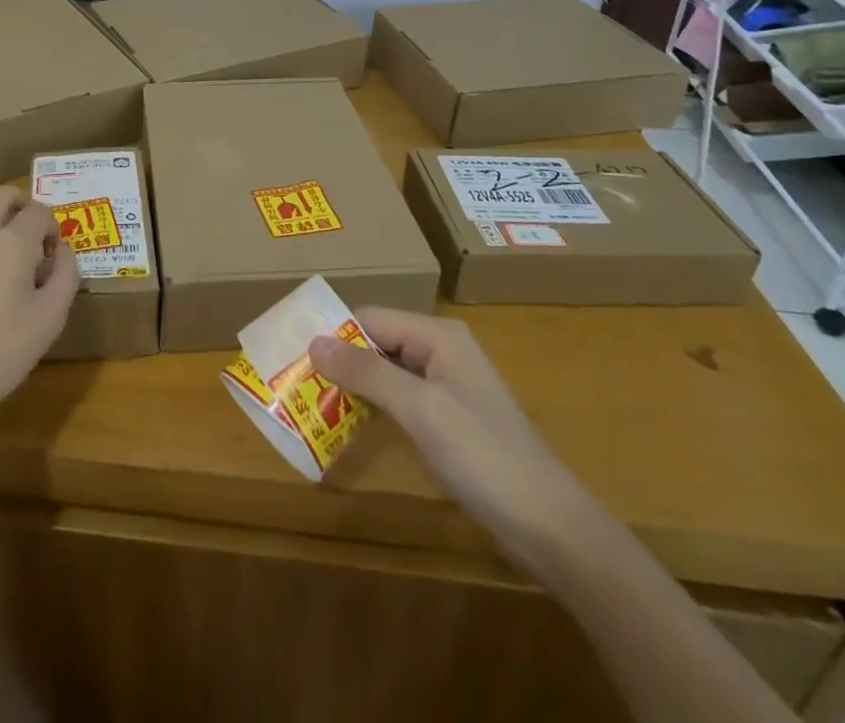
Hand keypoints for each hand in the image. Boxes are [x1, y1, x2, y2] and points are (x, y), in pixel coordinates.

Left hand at [0, 186, 79, 428]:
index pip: (39, 211)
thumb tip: (62, 251)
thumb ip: (65, 276)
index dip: (52, 227)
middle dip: (21, 205)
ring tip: (1, 253)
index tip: (53, 255)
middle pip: (0, 195)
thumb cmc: (1, 352)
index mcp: (12, 241)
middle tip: (30, 237)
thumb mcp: (50, 318)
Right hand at [309, 308, 584, 563]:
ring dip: (353, 385)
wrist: (549, 526)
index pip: (371, 318)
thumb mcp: (420, 410)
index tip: (295, 355)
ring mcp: (447, 385)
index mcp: (438, 335)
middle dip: (340, 360)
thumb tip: (314, 340)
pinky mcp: (449, 418)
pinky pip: (400, 397)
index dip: (334, 334)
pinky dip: (373, 406)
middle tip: (297, 382)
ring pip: (386, 371)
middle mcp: (441, 350)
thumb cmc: (483, 457)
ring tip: (312, 402)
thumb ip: (367, 372)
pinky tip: (349, 423)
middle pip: (377, 342)